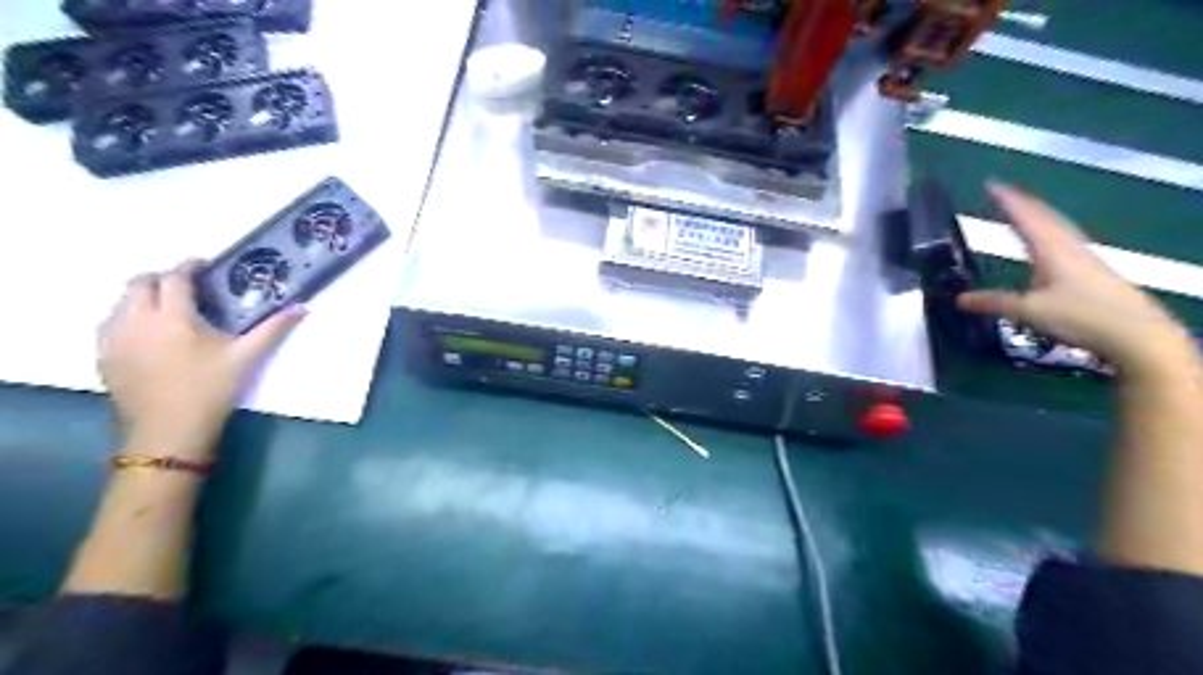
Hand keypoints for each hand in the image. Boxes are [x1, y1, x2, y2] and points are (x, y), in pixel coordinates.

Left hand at [99, 262, 306, 461]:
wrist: (169, 430)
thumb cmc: (212, 389)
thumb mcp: (247, 357)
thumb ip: (273, 329)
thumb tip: (301, 307)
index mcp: (172, 317)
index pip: (174, 277)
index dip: (189, 266)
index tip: (204, 265)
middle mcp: (136, 320)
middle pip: (139, 283)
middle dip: (162, 278)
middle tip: (187, 287)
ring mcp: (114, 339)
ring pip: (121, 303)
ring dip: (143, 298)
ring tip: (169, 310)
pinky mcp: (103, 357)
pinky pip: (110, 325)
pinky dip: (128, 319)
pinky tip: (149, 335)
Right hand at [960, 182, 1190, 376]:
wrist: (1136, 335)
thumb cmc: (1080, 317)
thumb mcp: (1029, 312)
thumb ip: (994, 302)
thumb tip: (959, 299)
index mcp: (1052, 249)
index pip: (1026, 217)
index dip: (1007, 201)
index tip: (990, 185)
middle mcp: (1069, 247)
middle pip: (1045, 217)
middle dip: (1023, 204)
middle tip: (1002, 194)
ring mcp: (1085, 257)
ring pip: (1057, 227)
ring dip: (1038, 216)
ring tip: (1022, 211)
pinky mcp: (1093, 270)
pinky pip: (1065, 240)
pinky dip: (1049, 232)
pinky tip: (1048, 242)